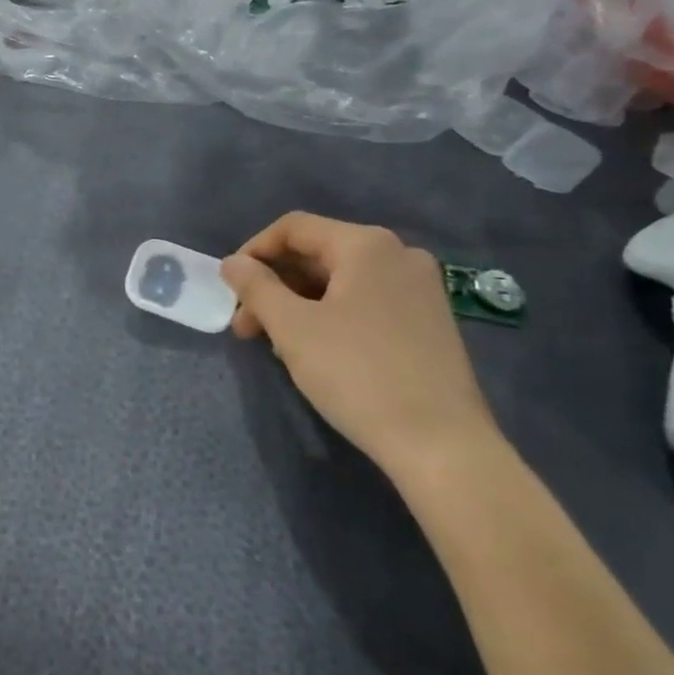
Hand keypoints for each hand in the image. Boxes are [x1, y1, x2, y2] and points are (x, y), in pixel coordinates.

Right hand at [221, 213, 500, 478]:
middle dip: (274, 285)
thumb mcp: (292, 328)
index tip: (230, 288)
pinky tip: (314, 350)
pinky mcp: (429, 322)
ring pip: (340, 281)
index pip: (294, 228)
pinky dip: (331, 315)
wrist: (443, 446)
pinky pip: (366, 302)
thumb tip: (232, 263)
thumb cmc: (358, 374)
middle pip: (318, 253)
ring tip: (274, 344)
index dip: (253, 252)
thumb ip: (255, 287)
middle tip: (245, 325)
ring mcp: (420, 289)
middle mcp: (398, 254)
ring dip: (298, 303)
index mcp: (366, 244)